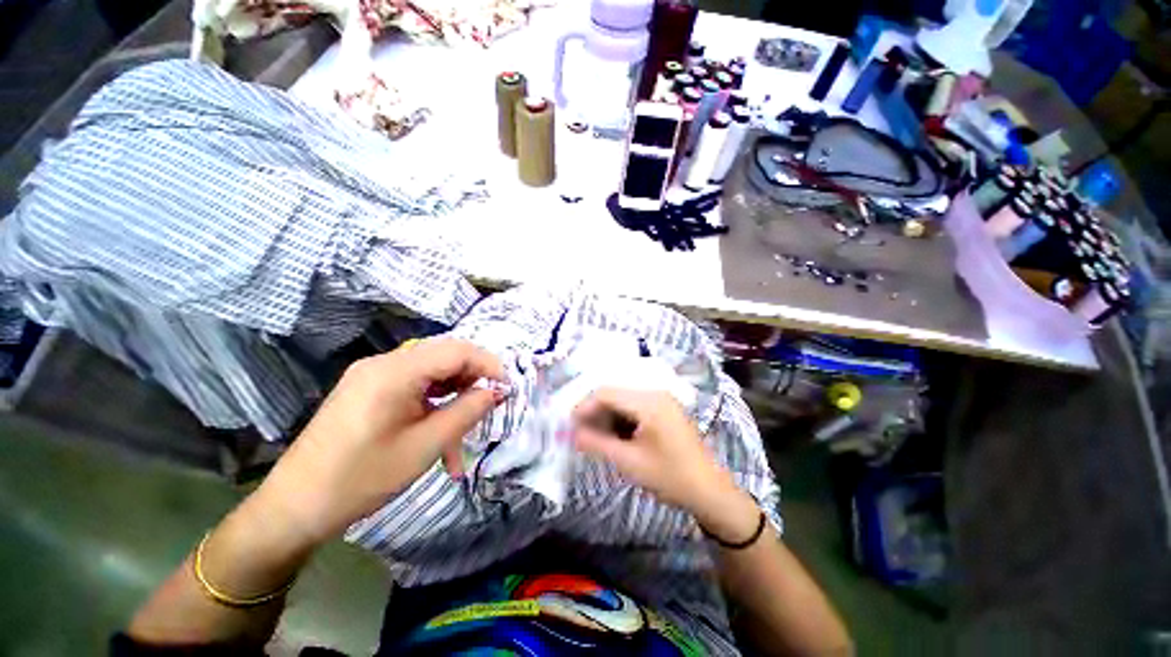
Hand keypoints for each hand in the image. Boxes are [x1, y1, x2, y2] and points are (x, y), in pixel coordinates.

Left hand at [255, 338, 505, 547]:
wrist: (294, 507)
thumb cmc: (361, 479)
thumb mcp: (425, 447)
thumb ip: (467, 412)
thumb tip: (495, 391)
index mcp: (394, 372)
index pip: (457, 350)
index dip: (488, 364)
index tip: (507, 388)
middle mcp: (383, 363)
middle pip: (444, 356)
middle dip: (473, 378)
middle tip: (490, 405)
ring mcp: (372, 374)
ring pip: (431, 371)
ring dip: (454, 393)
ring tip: (465, 425)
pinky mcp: (368, 389)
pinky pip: (413, 384)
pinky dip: (434, 401)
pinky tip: (440, 428)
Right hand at [571, 388, 736, 514]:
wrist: (710, 492)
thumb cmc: (670, 477)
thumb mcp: (629, 461)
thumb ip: (597, 443)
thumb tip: (571, 433)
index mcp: (649, 402)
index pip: (606, 393)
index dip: (584, 407)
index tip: (568, 425)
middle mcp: (655, 393)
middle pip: (614, 394)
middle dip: (594, 413)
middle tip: (579, 433)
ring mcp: (661, 401)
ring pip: (623, 401)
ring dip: (606, 417)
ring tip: (594, 437)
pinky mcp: (664, 410)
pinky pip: (634, 408)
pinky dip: (620, 420)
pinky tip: (613, 437)